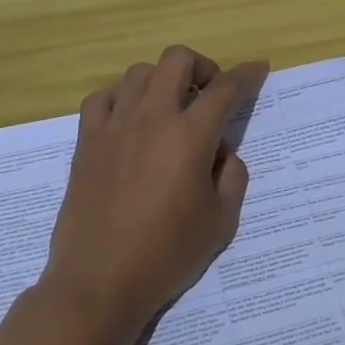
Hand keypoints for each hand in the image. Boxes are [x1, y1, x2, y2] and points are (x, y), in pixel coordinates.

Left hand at [42, 46, 268, 338]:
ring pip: (140, 72)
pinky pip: (102, 97)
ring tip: (170, 108)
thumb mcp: (221, 221)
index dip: (247, 74)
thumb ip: (232, 176)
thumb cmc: (166, 255)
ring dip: (163, 80)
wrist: (98, 284)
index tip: (258, 68)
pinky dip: (122, 96)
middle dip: (202, 66)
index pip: (225, 88)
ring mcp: (114, 126)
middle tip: (209, 94)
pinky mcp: (86, 142)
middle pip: (177, 59)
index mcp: (189, 136)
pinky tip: (131, 117)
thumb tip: (220, 150)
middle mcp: (152, 118)